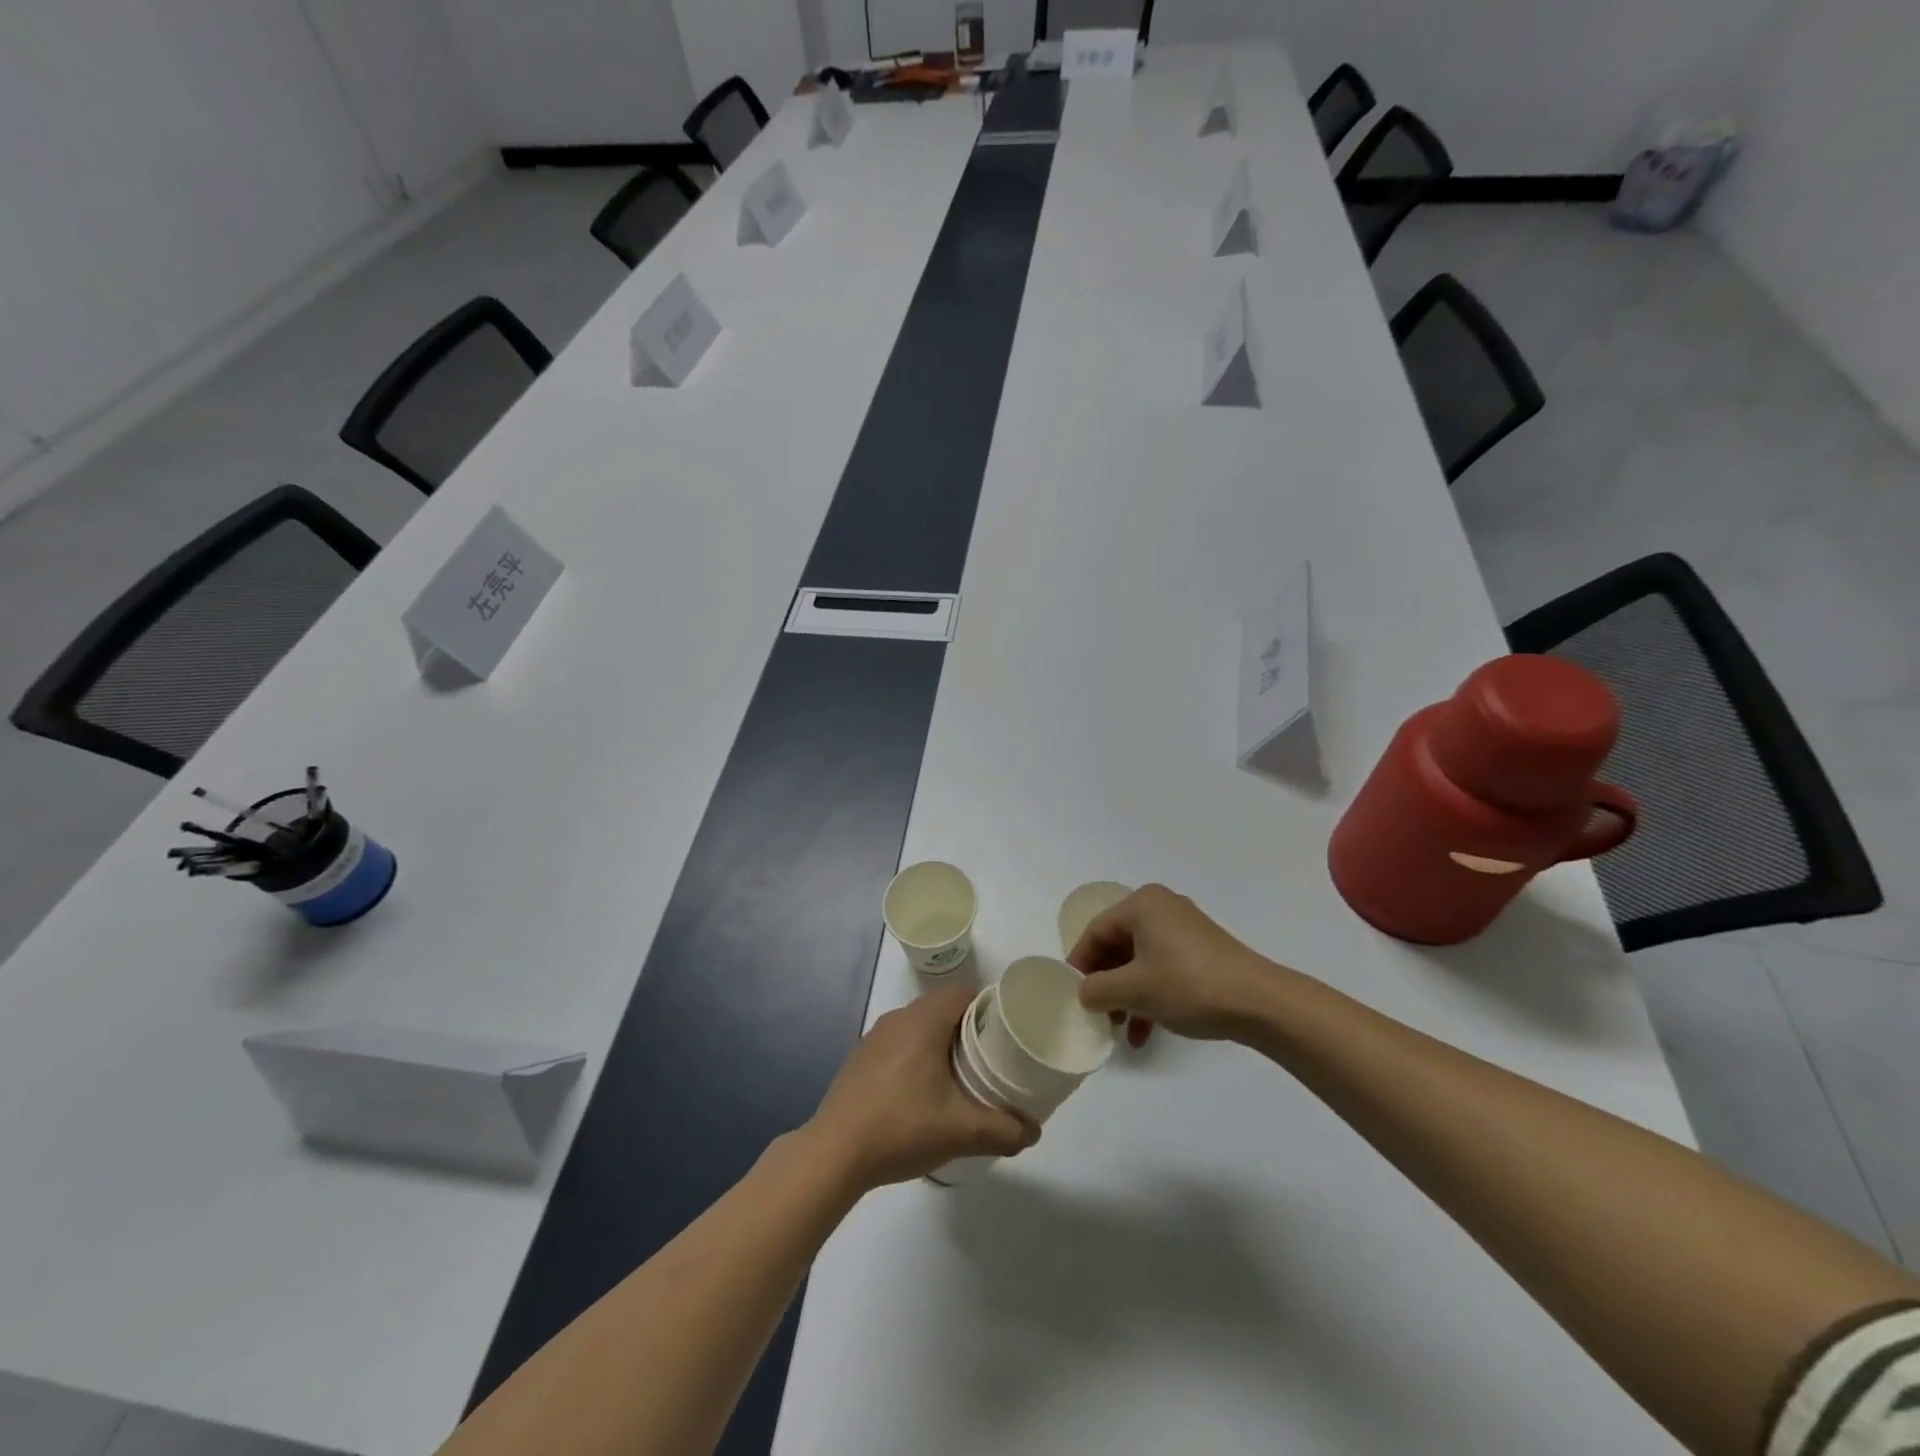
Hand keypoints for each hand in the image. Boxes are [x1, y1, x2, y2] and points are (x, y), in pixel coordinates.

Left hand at [807, 983, 1038, 1191]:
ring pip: (919, 1026)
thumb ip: (1003, 1130)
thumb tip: (1033, 1132)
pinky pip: (898, 1044)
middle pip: (942, 1008)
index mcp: (923, 1021)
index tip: (1005, 1034)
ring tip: (960, 1077)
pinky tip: (921, 1093)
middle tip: (990, 1059)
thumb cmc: (901, 1127)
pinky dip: (916, 1056)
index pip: (963, 993)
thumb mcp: (960, 1132)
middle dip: (968, 1028)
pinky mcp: (860, 1059)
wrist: (834, 1152)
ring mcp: (874, 1037)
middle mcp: (898, 1018)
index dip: (987, 1007)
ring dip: (940, 1043)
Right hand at [1068, 884, 1284, 1041]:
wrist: (1260, 1002)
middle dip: (1106, 982)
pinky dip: (1151, 995)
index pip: (1096, 930)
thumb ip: (1097, 989)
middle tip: (1097, 1013)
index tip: (1071, 994)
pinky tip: (1145, 1033)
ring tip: (1120, 1029)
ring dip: (1127, 995)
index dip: (1080, 963)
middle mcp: (1162, 908)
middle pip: (1118, 945)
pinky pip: (1163, 968)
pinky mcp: (1202, 951)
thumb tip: (1085, 993)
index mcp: (1142, 905)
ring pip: (1141, 960)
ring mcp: (1184, 929)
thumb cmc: (1188, 985)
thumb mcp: (1134, 990)